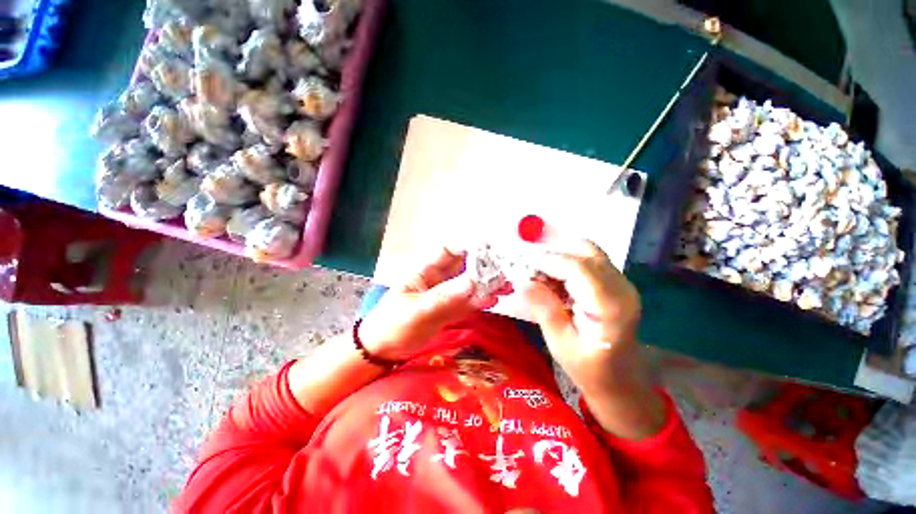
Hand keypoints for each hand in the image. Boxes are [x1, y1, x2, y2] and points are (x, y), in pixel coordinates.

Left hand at [358, 247, 499, 361]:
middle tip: (505, 269)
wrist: (383, 351)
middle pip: (463, 267)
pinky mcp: (449, 311)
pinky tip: (495, 300)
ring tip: (507, 286)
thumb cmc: (392, 324)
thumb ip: (446, 296)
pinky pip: (468, 303)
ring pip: (469, 286)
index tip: (488, 247)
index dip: (466, 246)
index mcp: (425, 272)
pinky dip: (481, 301)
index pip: (448, 252)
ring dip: (487, 285)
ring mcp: (445, 296)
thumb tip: (474, 281)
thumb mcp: (417, 310)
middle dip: (483, 266)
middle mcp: (438, 280)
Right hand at [521, 240, 663, 437]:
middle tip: (530, 267)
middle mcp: (621, 288)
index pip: (577, 267)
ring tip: (540, 274)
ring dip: (560, 256)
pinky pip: (589, 261)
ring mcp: (622, 284)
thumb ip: (543, 309)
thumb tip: (522, 281)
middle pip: (586, 251)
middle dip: (554, 253)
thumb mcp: (560, 343)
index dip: (548, 260)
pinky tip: (554, 280)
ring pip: (587, 252)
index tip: (523, 264)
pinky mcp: (616, 284)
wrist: (621, 381)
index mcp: (609, 306)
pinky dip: (568, 263)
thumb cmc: (588, 368)